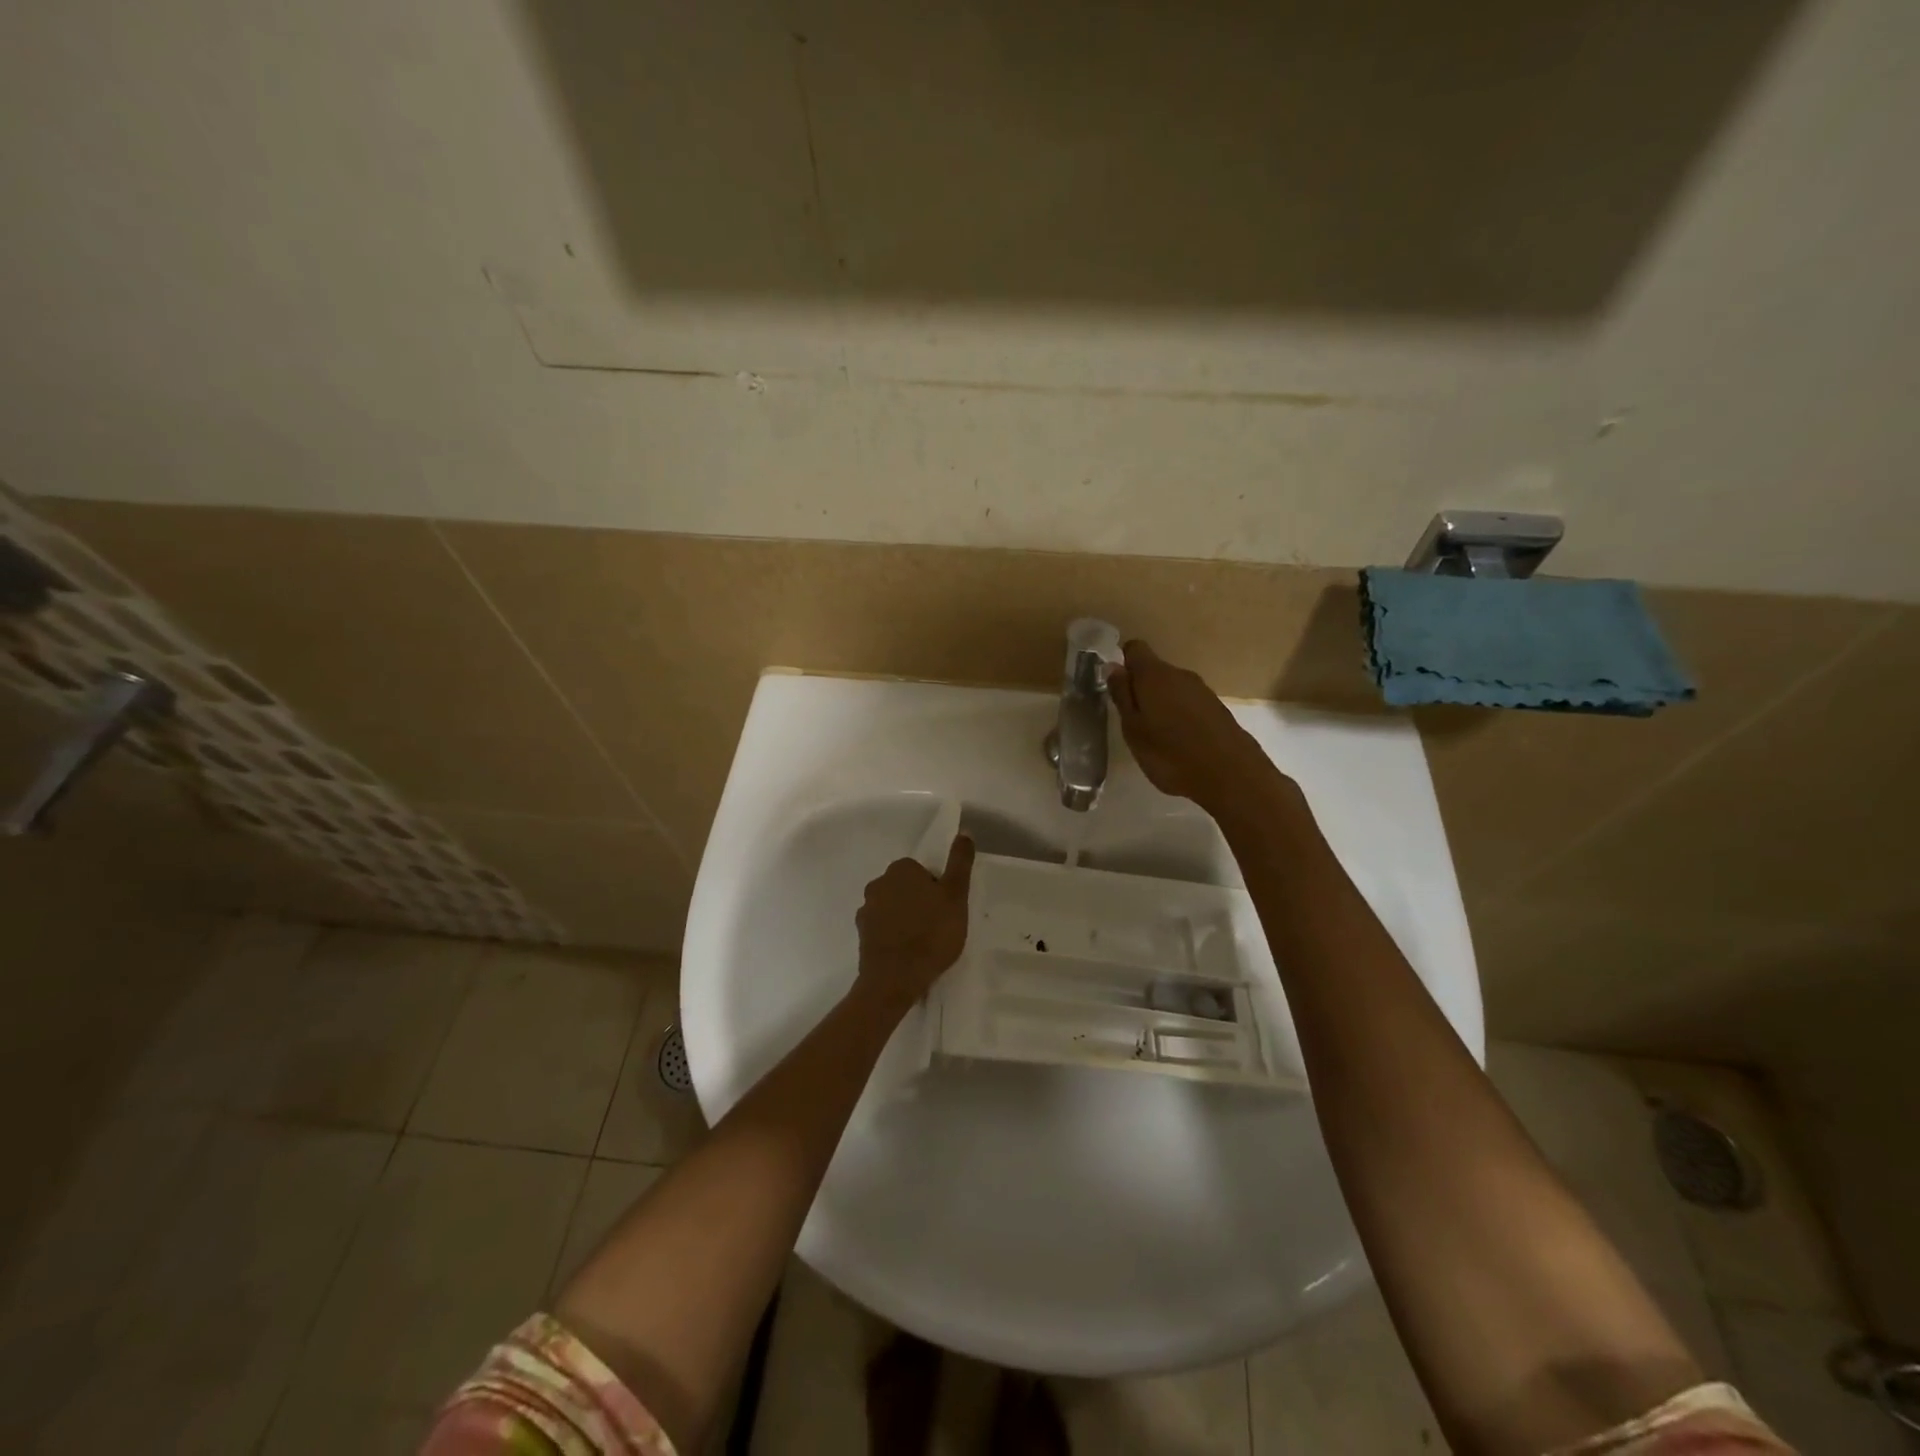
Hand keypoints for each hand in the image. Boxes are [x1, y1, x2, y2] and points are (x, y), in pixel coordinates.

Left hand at [855, 833, 975, 1008]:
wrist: (895, 978)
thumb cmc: (931, 933)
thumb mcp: (956, 895)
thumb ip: (960, 862)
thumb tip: (964, 832)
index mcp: (901, 869)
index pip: (923, 871)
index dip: (938, 889)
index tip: (946, 909)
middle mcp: (878, 883)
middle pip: (907, 888)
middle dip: (920, 902)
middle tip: (938, 926)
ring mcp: (866, 909)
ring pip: (894, 907)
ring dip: (906, 919)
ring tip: (923, 943)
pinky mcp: (862, 934)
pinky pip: (883, 927)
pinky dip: (894, 935)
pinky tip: (907, 953)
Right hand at [1108, 640, 1279, 816]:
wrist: (1230, 774)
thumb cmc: (1170, 753)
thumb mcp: (1133, 729)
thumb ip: (1122, 695)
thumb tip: (1113, 667)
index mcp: (1154, 675)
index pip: (1134, 649)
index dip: (1122, 663)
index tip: (1116, 688)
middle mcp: (1180, 674)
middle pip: (1154, 670)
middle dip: (1140, 688)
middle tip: (1131, 720)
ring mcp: (1202, 690)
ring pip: (1172, 687)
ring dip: (1160, 703)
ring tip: (1154, 734)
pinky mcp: (1217, 708)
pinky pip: (1188, 703)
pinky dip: (1178, 715)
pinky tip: (1177, 741)